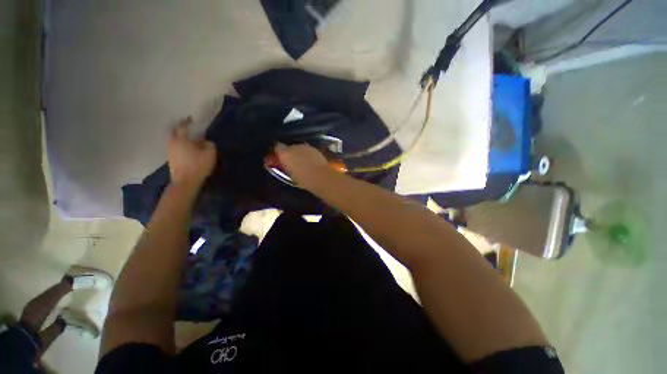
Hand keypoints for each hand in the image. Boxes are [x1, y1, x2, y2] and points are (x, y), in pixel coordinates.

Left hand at [167, 117, 216, 186]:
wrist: (185, 181)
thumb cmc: (198, 165)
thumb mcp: (210, 154)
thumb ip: (209, 145)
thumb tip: (206, 141)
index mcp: (182, 139)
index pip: (183, 127)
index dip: (187, 122)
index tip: (191, 119)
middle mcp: (173, 143)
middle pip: (173, 131)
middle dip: (179, 128)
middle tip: (186, 127)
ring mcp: (170, 151)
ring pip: (172, 139)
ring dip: (178, 136)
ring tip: (187, 138)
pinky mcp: (171, 159)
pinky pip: (174, 147)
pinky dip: (178, 144)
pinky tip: (186, 148)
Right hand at [273, 143, 329, 187]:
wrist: (320, 176)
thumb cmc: (303, 179)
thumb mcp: (290, 175)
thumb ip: (286, 166)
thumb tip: (285, 164)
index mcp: (285, 153)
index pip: (277, 147)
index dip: (278, 152)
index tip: (280, 158)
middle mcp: (294, 146)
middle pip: (289, 147)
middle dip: (290, 153)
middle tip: (292, 162)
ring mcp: (305, 147)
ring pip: (299, 148)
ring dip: (299, 153)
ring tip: (302, 163)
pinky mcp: (315, 149)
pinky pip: (308, 151)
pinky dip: (308, 155)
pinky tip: (311, 162)